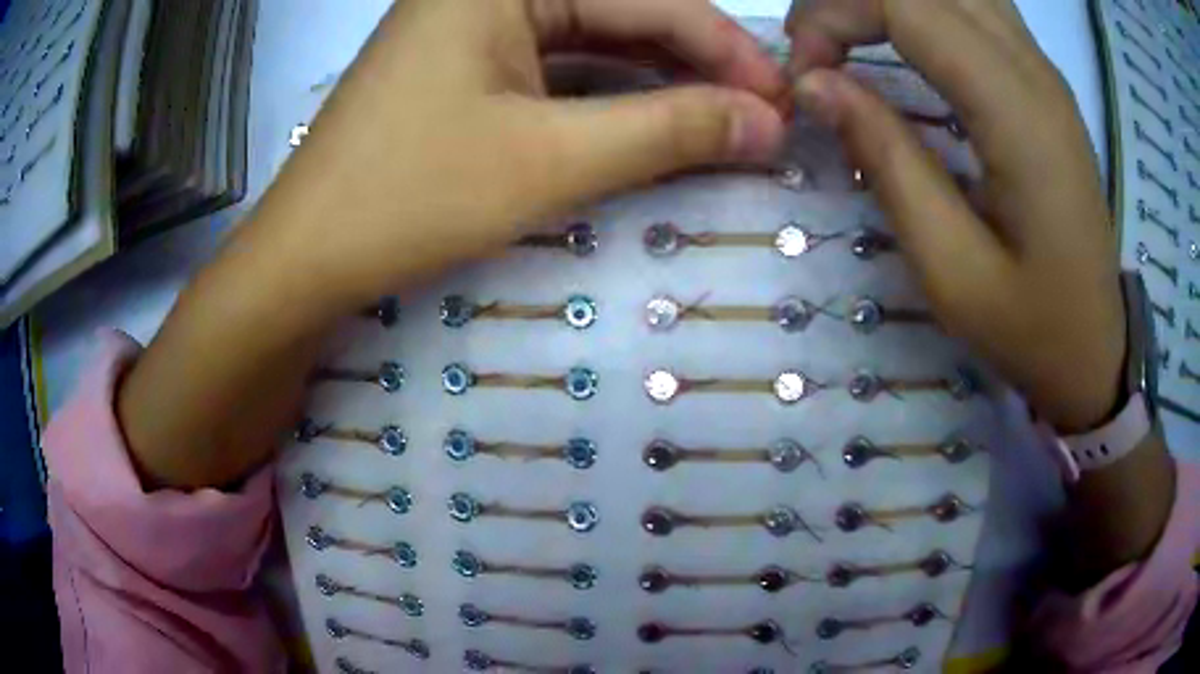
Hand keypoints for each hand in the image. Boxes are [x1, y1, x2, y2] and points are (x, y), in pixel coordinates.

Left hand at [249, 0, 788, 310]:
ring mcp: (473, 26)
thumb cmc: (410, 198)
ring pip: (592, 41)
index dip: (724, 49)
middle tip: (761, 115)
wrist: (307, 258)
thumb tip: (768, 124)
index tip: (782, 100)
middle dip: (696, 63)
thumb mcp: (550, 159)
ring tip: (725, 122)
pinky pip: (558, 69)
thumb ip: (669, 130)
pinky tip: (655, 121)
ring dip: (660, 81)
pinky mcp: (465, 67)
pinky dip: (610, 97)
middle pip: (621, 12)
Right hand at [786, 0, 1125, 432]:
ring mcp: (1043, 69)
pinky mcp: (1042, 81)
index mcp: (1017, 113)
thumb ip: (887, 161)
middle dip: (848, 1)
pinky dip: (924, 8)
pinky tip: (905, 37)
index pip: (904, 3)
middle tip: (816, 55)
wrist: (1096, 350)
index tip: (805, 77)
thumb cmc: (1031, 327)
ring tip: (851, 38)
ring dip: (887, 1)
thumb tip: (815, 85)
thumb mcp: (951, 269)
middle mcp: (1033, 69)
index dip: (833, 17)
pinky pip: (975, 6)